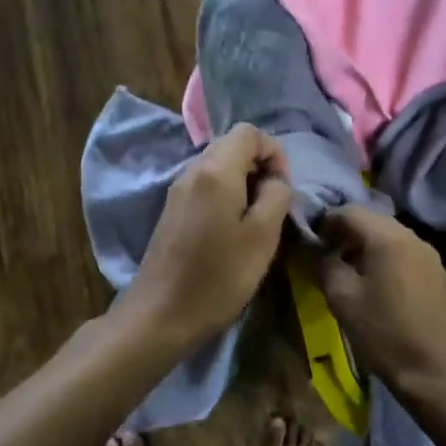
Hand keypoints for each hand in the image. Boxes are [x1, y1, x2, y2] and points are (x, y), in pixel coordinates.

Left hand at [117, 123, 293, 347]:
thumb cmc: (219, 275)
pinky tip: (231, 231)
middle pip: (232, 145)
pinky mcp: (172, 211)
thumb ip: (276, 196)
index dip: (274, 152)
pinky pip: (205, 187)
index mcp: (215, 170)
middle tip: (272, 205)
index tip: (283, 189)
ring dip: (244, 183)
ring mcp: (177, 190)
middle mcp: (192, 170)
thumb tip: (274, 180)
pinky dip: (226, 196)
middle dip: (259, 166)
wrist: (162, 313)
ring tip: (255, 221)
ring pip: (218, 167)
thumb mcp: (263, 236)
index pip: (249, 132)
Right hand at [316, 207, 445, 391]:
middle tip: (324, 253)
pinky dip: (383, 257)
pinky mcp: (437, 274)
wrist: (435, 372)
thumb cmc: (383, 333)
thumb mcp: (342, 299)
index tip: (309, 240)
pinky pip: (403, 253)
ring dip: (363, 245)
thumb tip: (316, 248)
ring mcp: (429, 255)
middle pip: (371, 220)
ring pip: (388, 236)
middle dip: (344, 232)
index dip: (324, 221)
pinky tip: (373, 282)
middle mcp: (412, 237)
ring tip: (345, 269)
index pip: (349, 211)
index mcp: (388, 237)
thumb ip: (325, 263)